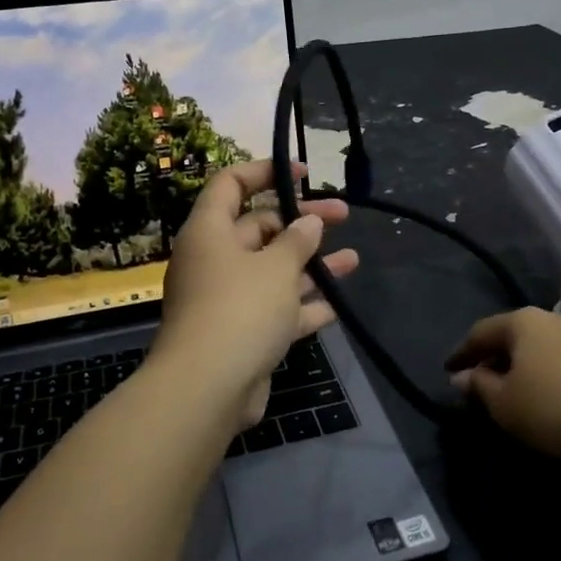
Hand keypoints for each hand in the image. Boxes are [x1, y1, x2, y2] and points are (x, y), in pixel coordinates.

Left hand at [153, 160, 359, 427]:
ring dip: (311, 265)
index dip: (265, 171)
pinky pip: (275, 310)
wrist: (207, 390)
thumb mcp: (276, 267)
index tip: (304, 172)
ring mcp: (226, 300)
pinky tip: (336, 305)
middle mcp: (214, 261)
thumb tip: (308, 222)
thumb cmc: (240, 310)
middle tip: (343, 215)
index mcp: (209, 232)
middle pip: (258, 228)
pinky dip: (302, 306)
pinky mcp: (239, 334)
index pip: (230, 184)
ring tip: (353, 260)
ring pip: (273, 272)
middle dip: (302, 222)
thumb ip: (296, 240)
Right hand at [445, 307, 560, 460]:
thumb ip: (480, 387)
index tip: (448, 370)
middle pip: (513, 336)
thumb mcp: (505, 405)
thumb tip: (463, 376)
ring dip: (524, 366)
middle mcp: (553, 319)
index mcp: (522, 322)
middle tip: (480, 382)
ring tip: (515, 391)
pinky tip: (551, 396)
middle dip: (494, 358)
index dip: (461, 353)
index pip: (480, 333)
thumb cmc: (557, 408)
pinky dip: (549, 374)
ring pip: (541, 347)